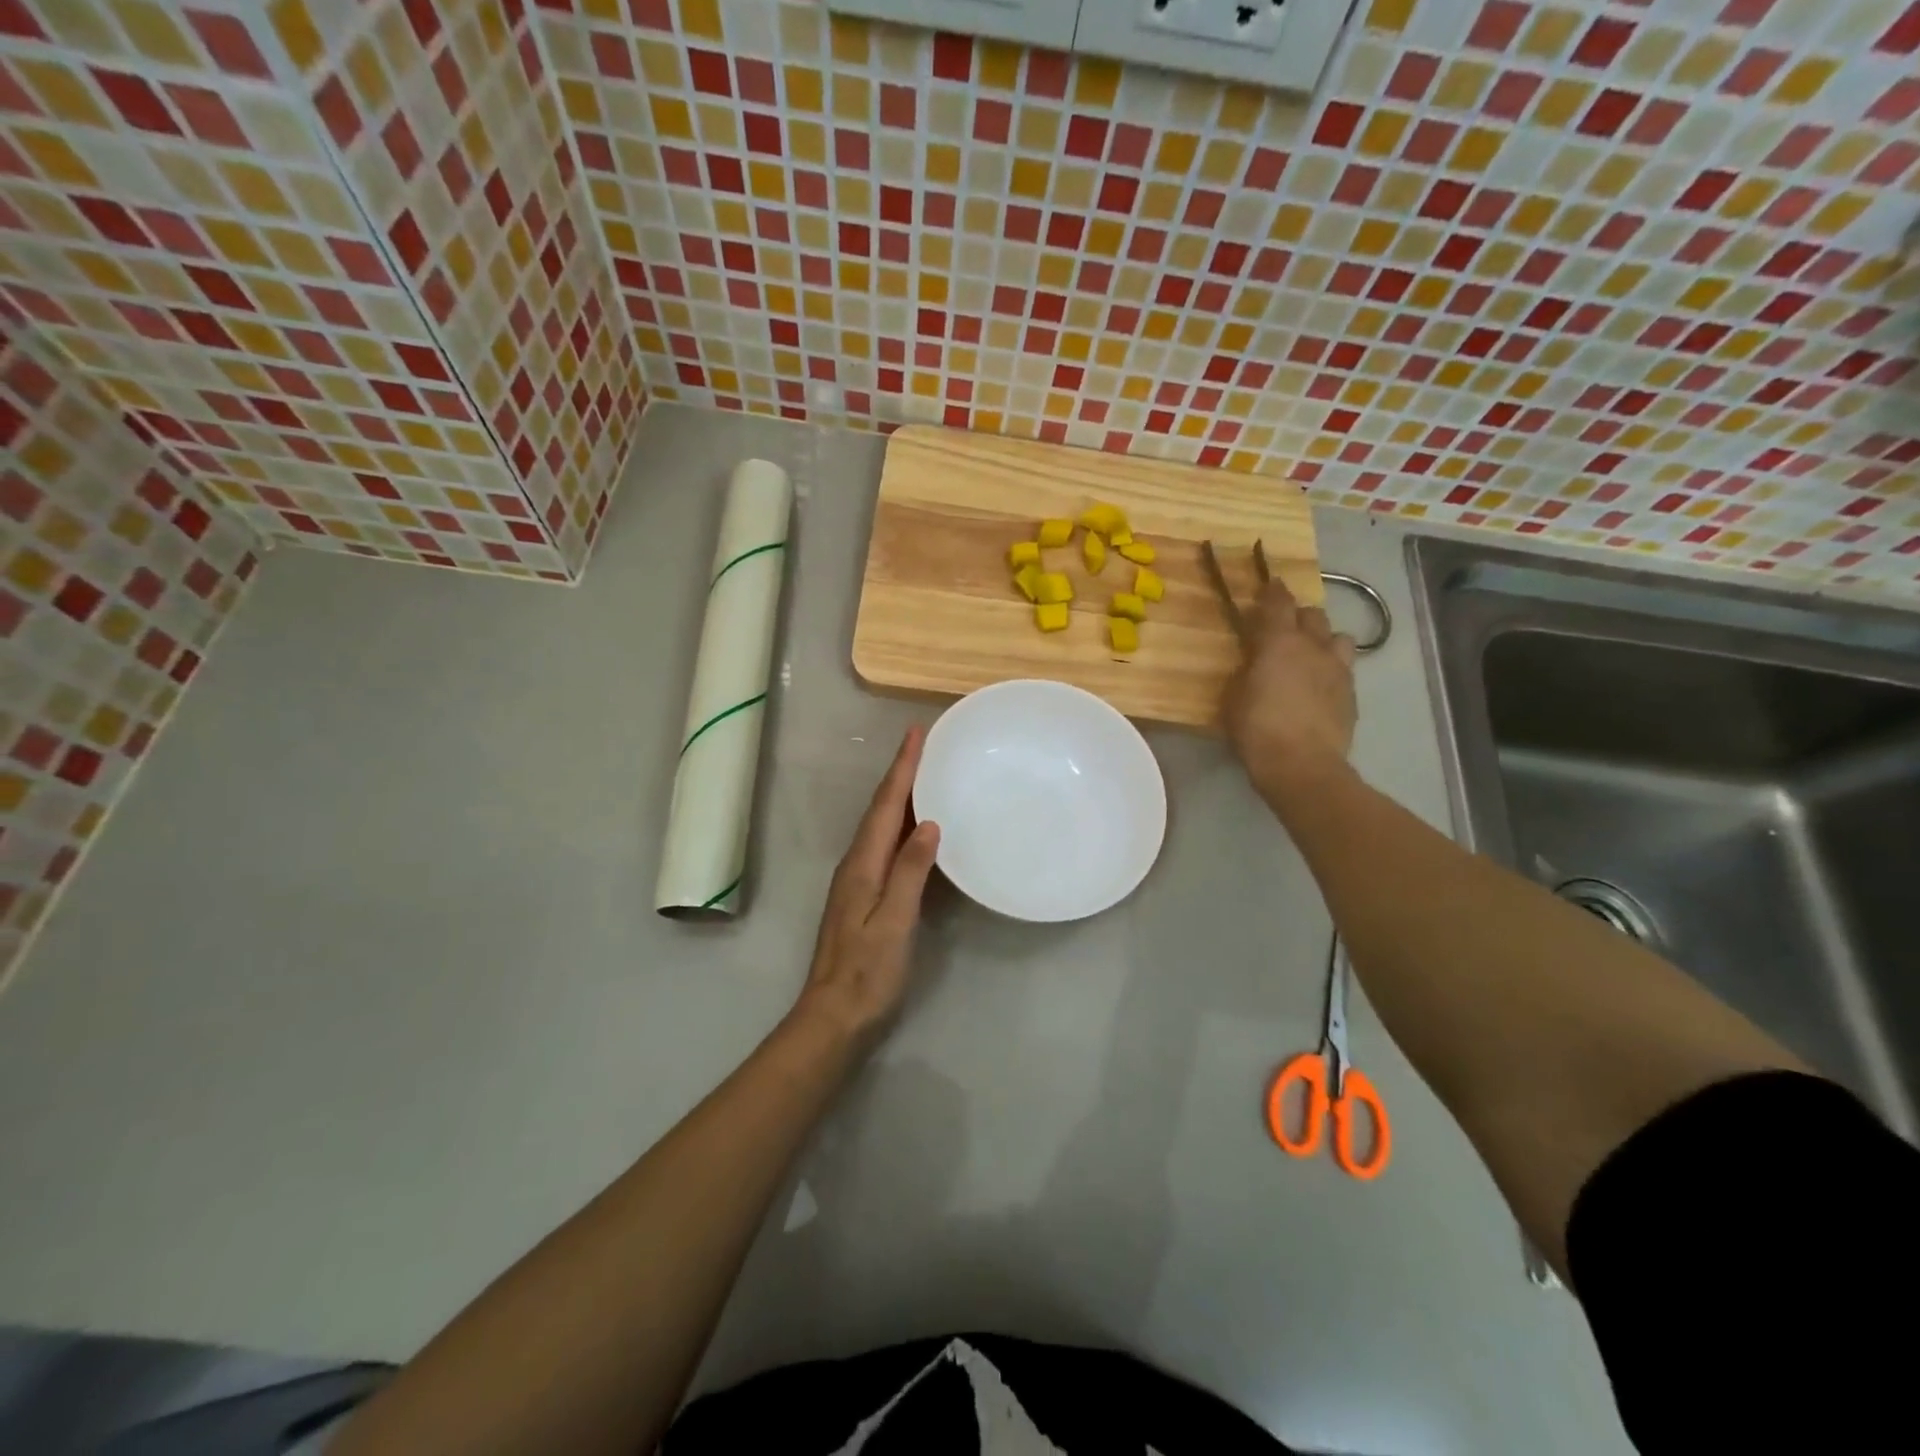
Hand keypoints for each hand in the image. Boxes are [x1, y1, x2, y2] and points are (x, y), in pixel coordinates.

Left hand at [789, 727, 941, 1053]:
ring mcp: (858, 882)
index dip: (901, 769)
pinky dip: (901, 827)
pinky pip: (886, 847)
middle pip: (880, 810)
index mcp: (862, 865)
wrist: (834, 1017)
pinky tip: (917, 831)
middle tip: (924, 746)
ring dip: (900, 797)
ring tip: (924, 775)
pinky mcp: (864, 898)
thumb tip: (928, 823)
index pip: (885, 806)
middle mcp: (856, 865)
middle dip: (900, 775)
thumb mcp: (894, 921)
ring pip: (881, 827)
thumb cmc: (868, 972)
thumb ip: (910, 871)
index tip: (916, 734)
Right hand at [1222, 576, 1357, 809]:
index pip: (1279, 603)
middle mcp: (1314, 647)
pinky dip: (1331, 670)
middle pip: (1313, 615)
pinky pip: (1344, 669)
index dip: (1273, 591)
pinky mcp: (1352, 695)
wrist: (1303, 765)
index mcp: (1280, 643)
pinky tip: (1320, 687)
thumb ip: (1246, 671)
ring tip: (1311, 655)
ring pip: (1338, 638)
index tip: (1270, 583)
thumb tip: (1253, 662)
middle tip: (1284, 627)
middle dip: (1299, 615)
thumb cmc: (1257, 729)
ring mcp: (1338, 670)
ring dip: (1323, 640)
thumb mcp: (1234, 697)